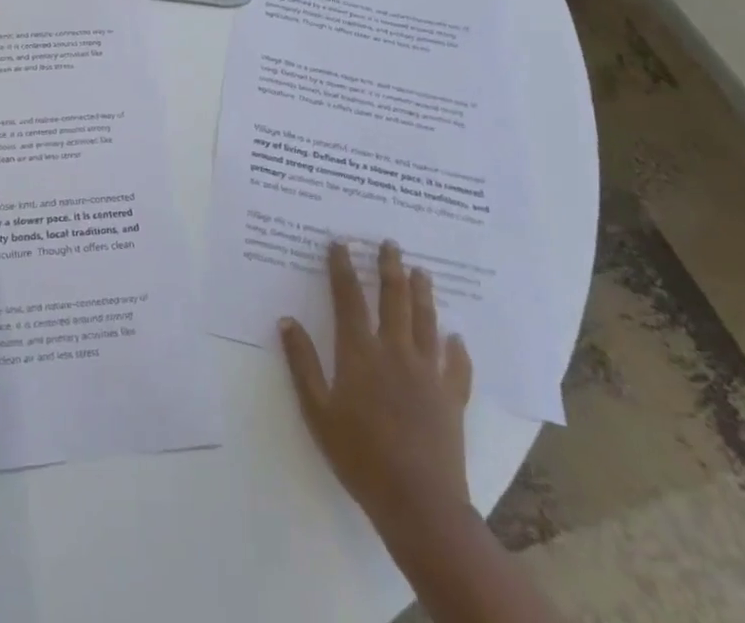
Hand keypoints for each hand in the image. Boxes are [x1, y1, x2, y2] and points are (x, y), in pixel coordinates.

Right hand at [280, 240, 474, 528]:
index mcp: (360, 352)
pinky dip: (458, 349)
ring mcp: (427, 373)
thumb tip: (286, 320)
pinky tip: (457, 337)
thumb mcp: (317, 411)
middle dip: (389, 267)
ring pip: (426, 321)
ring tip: (422, 271)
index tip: (340, 243)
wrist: (418, 502)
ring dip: (423, 293)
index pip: (348, 298)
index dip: (342, 268)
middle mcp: (395, 351)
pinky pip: (457, 366)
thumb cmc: (359, 456)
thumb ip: (302, 363)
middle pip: (393, 299)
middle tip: (390, 243)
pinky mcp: (451, 397)